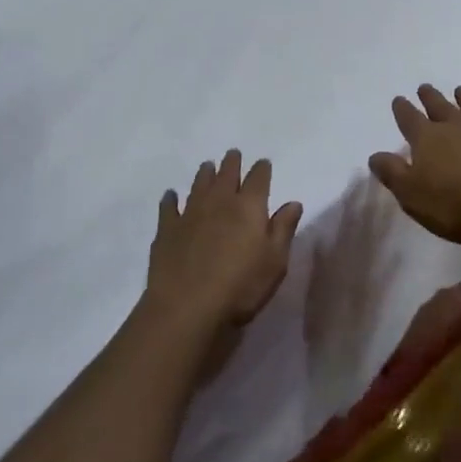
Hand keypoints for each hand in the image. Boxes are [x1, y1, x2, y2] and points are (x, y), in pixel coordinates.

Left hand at [146, 151, 302, 342]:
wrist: (187, 307)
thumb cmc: (241, 287)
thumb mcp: (275, 262)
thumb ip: (284, 229)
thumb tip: (293, 202)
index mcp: (249, 206)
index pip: (258, 178)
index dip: (262, 169)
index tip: (263, 164)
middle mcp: (220, 201)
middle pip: (227, 174)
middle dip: (232, 163)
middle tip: (233, 154)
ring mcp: (190, 213)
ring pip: (199, 185)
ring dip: (205, 173)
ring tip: (207, 166)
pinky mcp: (167, 230)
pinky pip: (168, 207)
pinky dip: (170, 199)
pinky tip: (170, 196)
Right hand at [367, 84, 460, 244]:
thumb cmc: (455, 204)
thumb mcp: (412, 195)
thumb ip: (393, 173)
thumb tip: (374, 155)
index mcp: (428, 139)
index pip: (409, 119)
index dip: (402, 109)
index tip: (398, 98)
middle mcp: (457, 126)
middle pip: (440, 106)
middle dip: (430, 97)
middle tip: (425, 87)